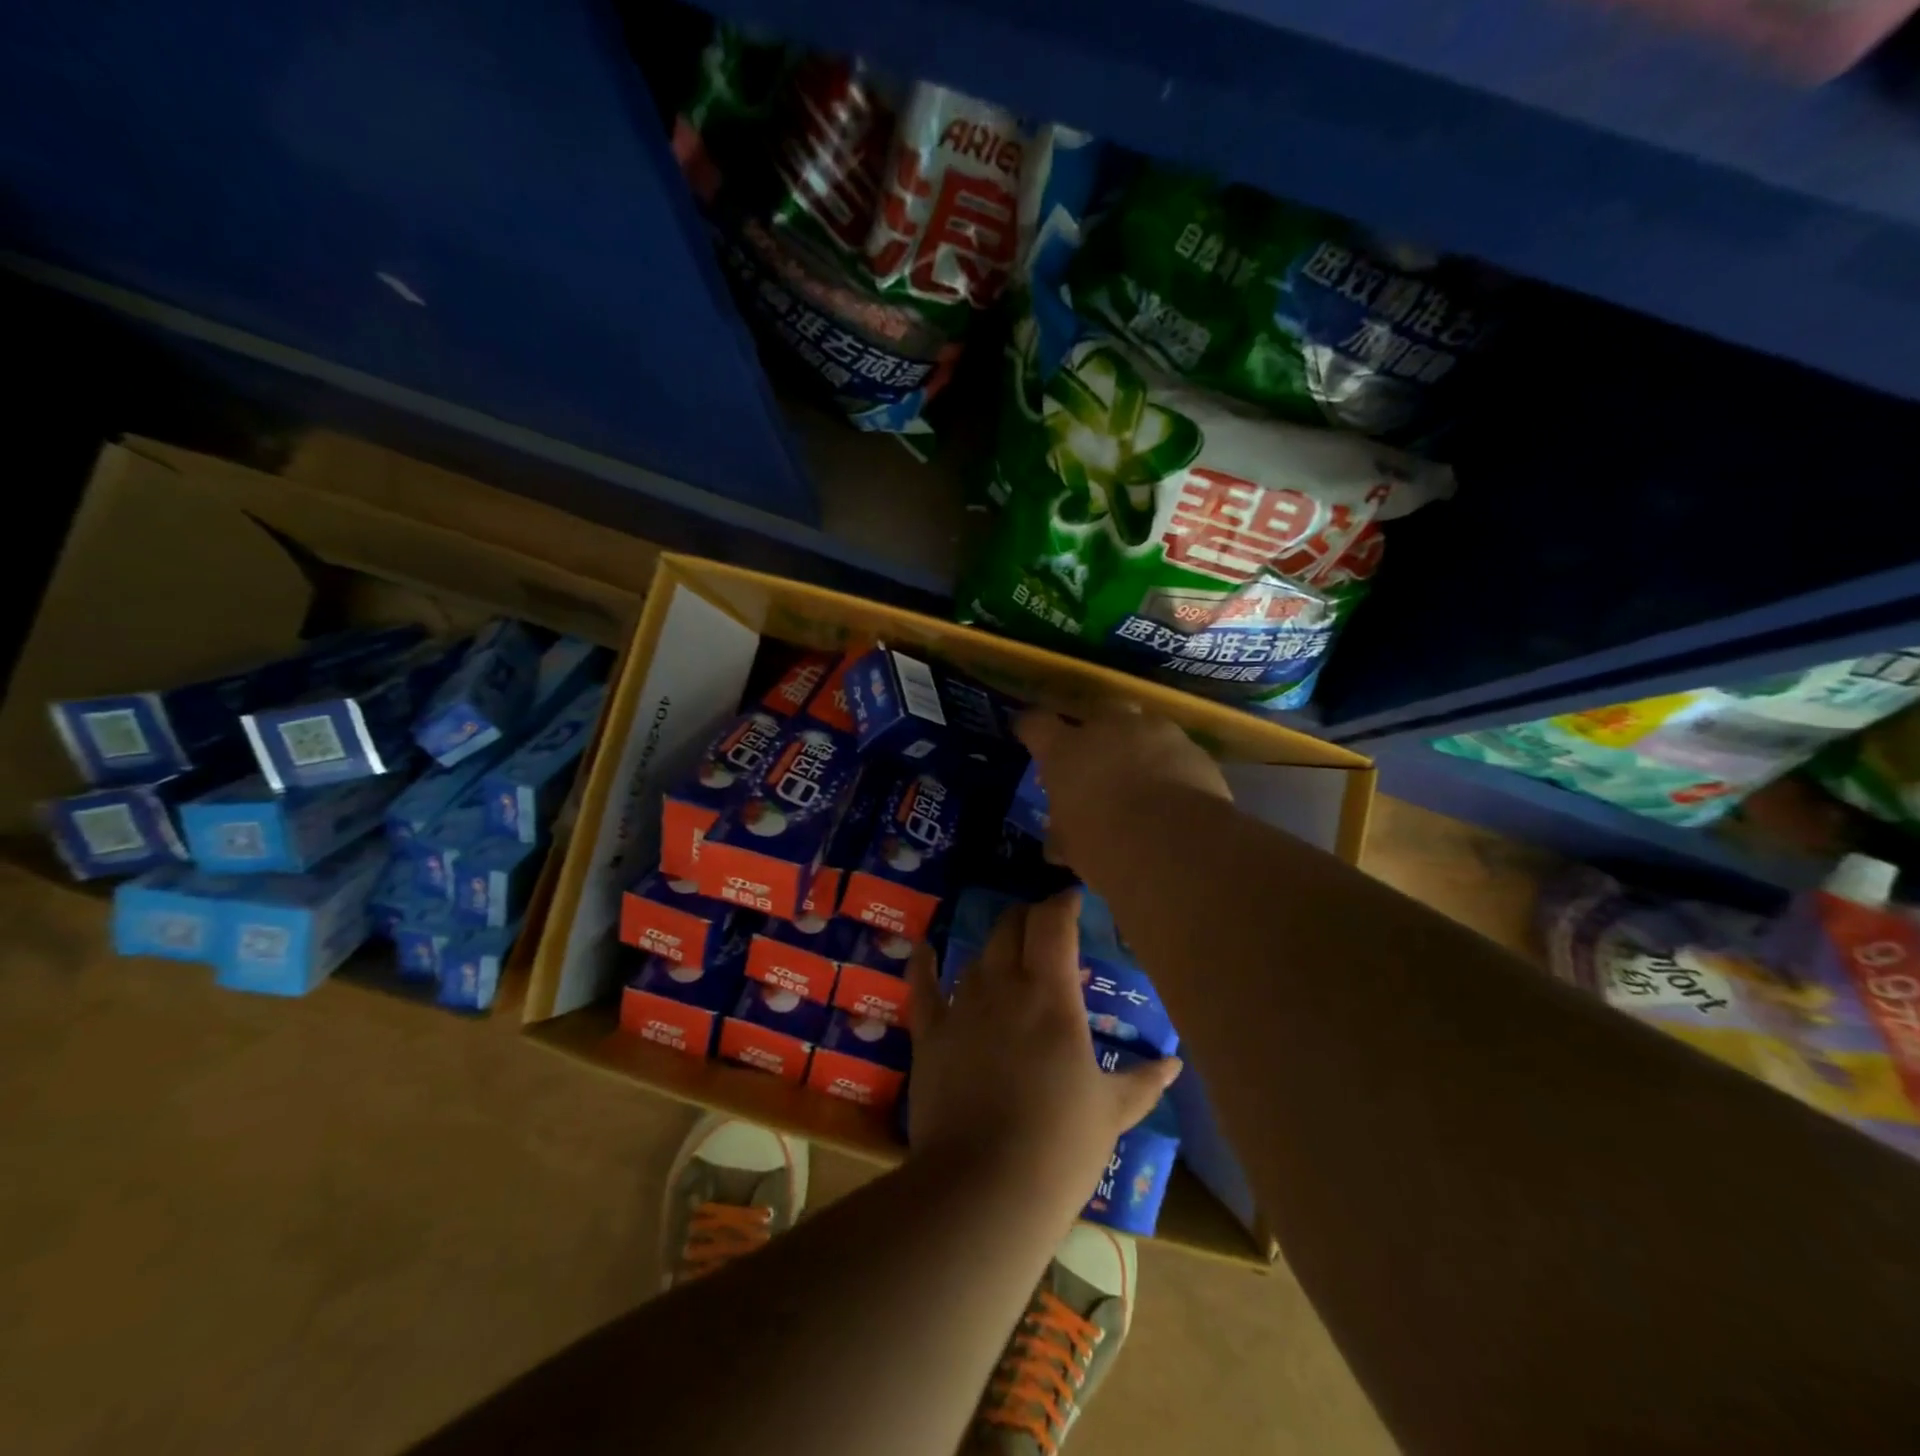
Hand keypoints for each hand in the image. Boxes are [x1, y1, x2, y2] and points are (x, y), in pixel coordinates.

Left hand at [906, 889, 1180, 1217]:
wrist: (985, 1185)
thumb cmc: (1060, 1145)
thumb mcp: (1111, 1111)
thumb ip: (1143, 1081)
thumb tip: (1174, 1064)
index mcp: (1051, 995)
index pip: (1053, 924)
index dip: (1062, 903)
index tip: (1074, 899)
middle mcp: (1004, 985)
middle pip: (1011, 926)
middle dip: (1029, 918)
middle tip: (1045, 930)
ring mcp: (962, 1006)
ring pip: (977, 954)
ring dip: (994, 949)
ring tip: (1008, 956)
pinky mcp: (930, 1033)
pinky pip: (922, 986)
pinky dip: (923, 964)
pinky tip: (924, 948)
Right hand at [1014, 707, 1231, 872]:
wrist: (1179, 847)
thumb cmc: (1106, 846)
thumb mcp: (1072, 847)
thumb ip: (1062, 833)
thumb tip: (1056, 842)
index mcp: (1065, 750)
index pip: (1035, 724)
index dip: (1030, 729)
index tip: (1027, 735)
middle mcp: (1108, 728)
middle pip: (1095, 712)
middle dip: (1094, 731)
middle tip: (1095, 760)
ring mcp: (1154, 732)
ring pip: (1140, 727)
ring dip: (1136, 746)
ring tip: (1141, 777)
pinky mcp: (1193, 748)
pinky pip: (1174, 749)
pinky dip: (1169, 764)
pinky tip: (1173, 792)